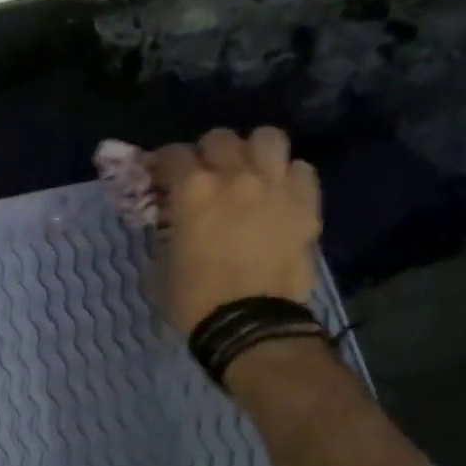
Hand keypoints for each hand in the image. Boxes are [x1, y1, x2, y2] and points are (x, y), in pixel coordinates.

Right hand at [149, 127, 321, 336]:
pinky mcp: (306, 205)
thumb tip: (171, 226)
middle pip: (220, 138)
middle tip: (204, 175)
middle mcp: (236, 176)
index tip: (159, 176)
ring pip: (268, 138)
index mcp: (193, 191)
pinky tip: (278, 194)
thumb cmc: (195, 302)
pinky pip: (300, 170)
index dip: (162, 163)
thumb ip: (165, 235)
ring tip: (248, 172)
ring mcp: (276, 187)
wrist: (251, 327)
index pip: (173, 155)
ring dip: (253, 151)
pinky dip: (286, 176)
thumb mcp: (161, 268)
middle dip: (207, 153)